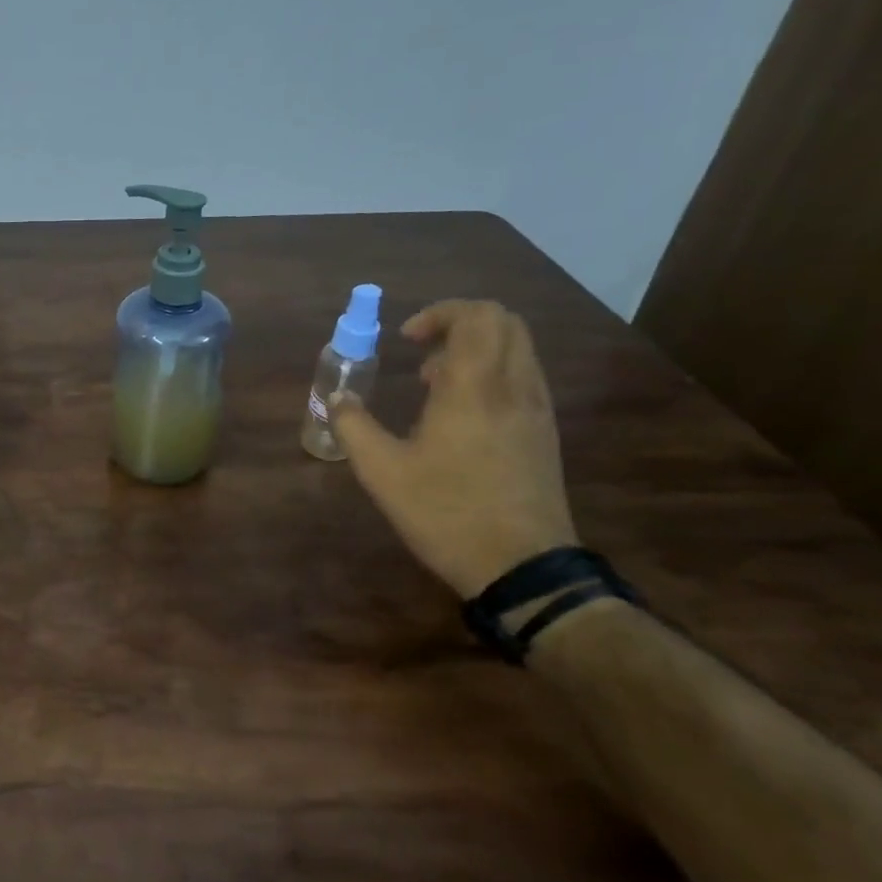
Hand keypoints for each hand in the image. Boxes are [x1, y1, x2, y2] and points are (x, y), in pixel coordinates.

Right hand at [329, 299, 576, 598]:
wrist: (522, 567)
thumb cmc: (446, 512)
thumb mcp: (382, 472)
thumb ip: (354, 426)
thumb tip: (338, 397)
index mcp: (475, 388)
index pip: (476, 316)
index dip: (439, 313)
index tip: (405, 339)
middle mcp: (514, 388)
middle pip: (505, 322)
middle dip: (459, 324)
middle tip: (421, 353)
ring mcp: (536, 411)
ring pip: (517, 350)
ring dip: (475, 350)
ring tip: (434, 386)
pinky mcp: (544, 434)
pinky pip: (523, 378)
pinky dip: (491, 375)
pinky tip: (460, 416)